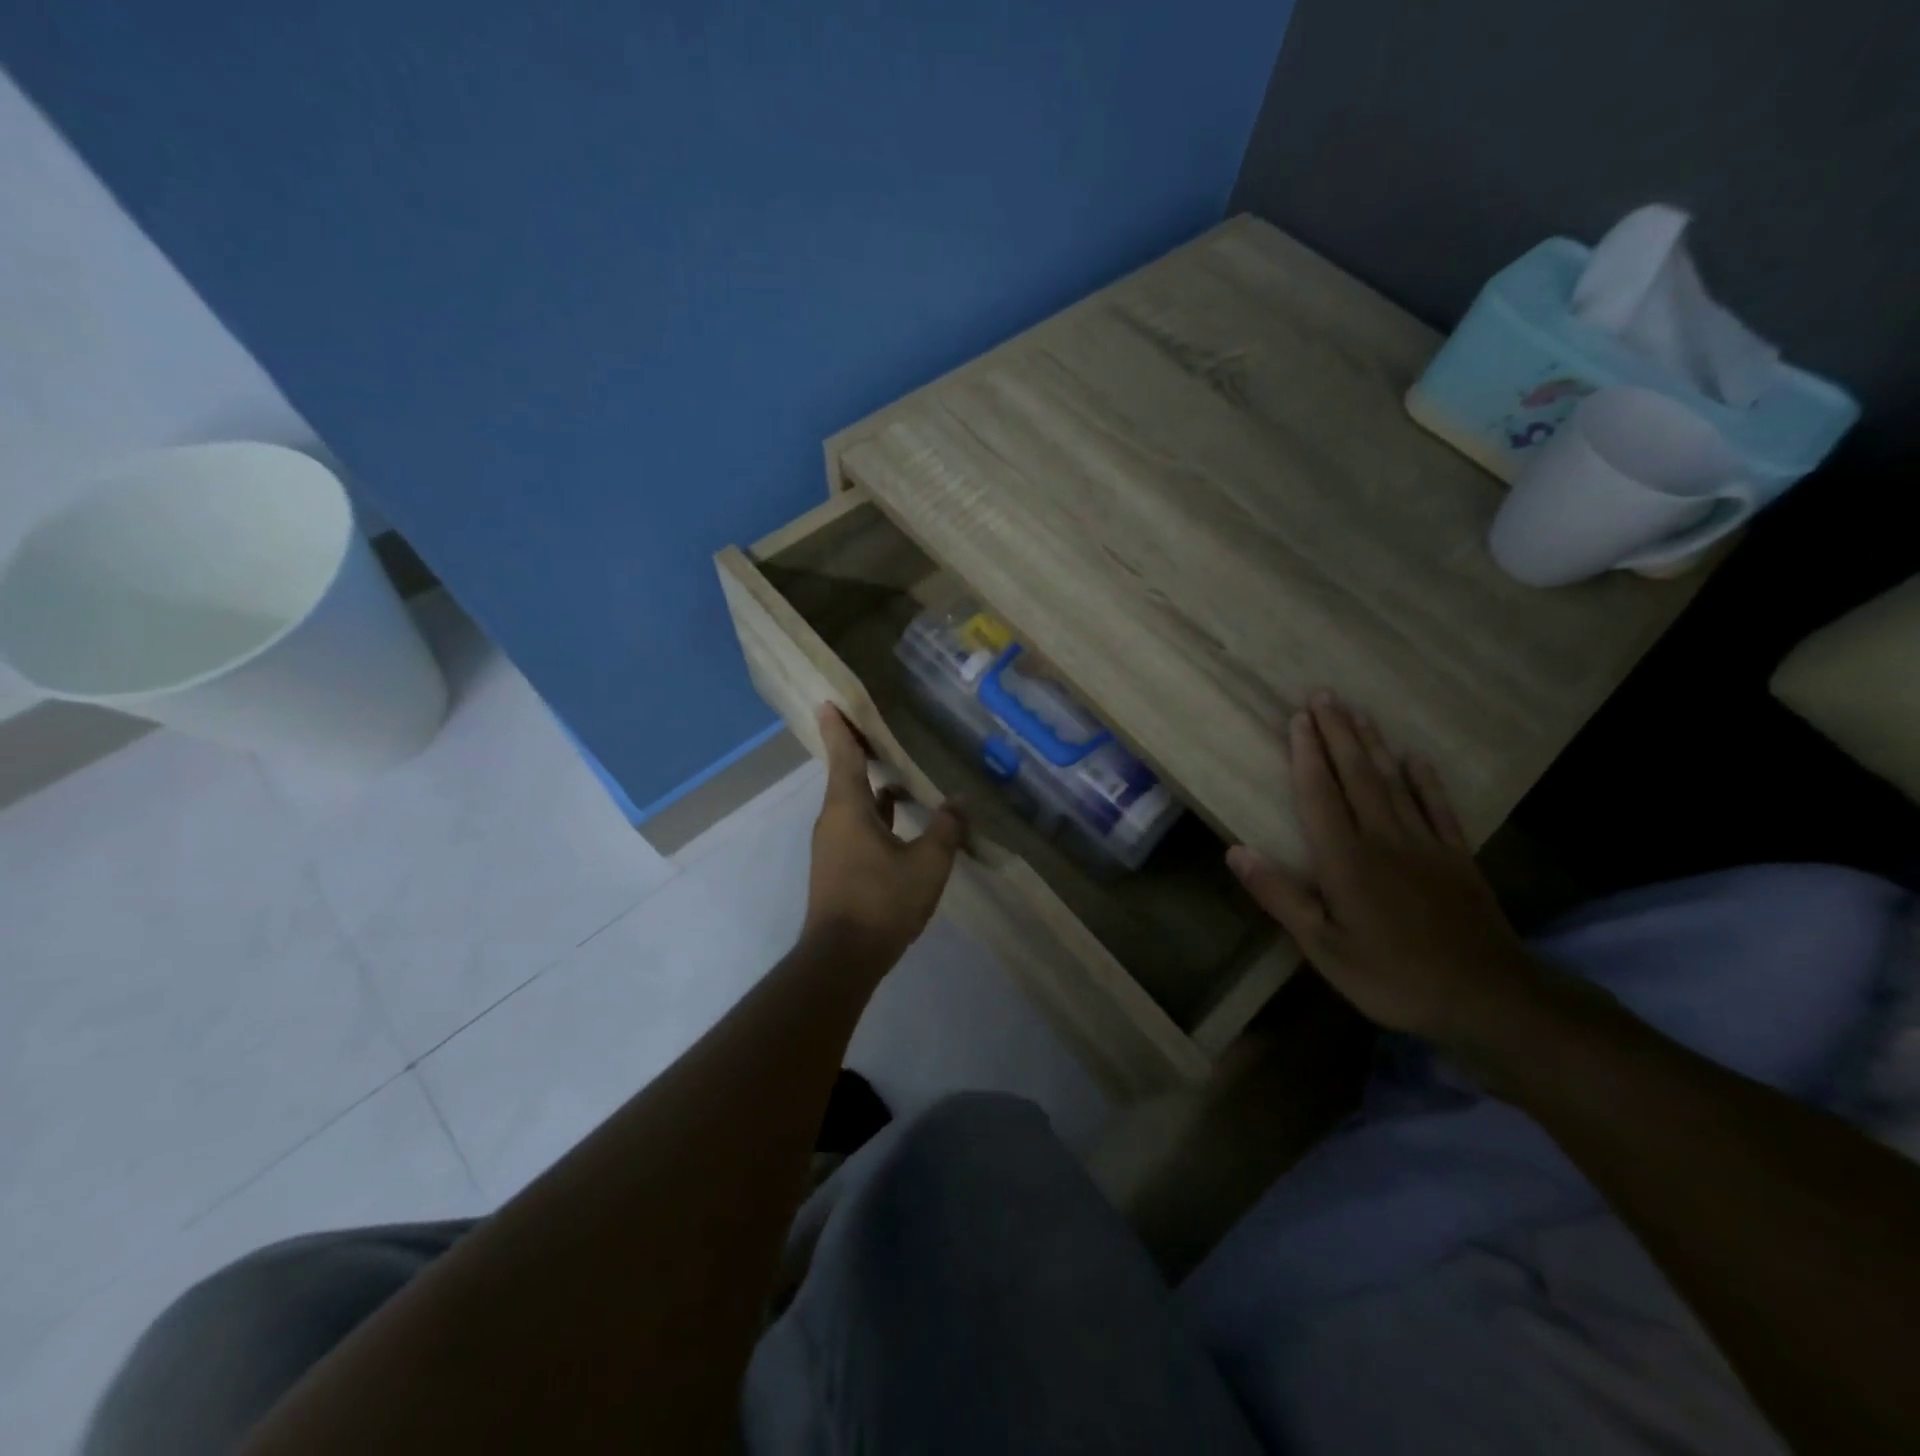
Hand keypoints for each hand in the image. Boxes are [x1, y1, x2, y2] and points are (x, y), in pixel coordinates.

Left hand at [803, 704, 964, 969]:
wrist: (843, 957)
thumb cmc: (882, 900)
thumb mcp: (927, 864)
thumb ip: (946, 829)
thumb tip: (959, 802)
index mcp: (848, 807)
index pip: (843, 755)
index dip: (839, 728)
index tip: (829, 702)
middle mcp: (834, 819)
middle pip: (846, 775)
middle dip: (860, 752)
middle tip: (879, 730)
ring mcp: (833, 844)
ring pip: (853, 803)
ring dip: (873, 787)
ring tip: (900, 772)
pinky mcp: (838, 866)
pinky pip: (856, 825)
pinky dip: (876, 814)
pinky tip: (899, 818)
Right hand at [1226, 693, 1548, 1053]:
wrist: (1487, 998)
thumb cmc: (1392, 976)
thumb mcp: (1322, 948)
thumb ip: (1280, 896)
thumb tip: (1235, 852)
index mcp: (1346, 860)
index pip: (1320, 795)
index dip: (1306, 755)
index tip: (1298, 719)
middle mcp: (1383, 839)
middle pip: (1356, 776)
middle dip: (1337, 734)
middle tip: (1324, 696)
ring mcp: (1425, 845)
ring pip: (1394, 782)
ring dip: (1372, 745)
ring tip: (1358, 713)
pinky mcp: (1457, 858)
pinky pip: (1438, 808)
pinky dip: (1426, 780)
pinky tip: (1415, 758)